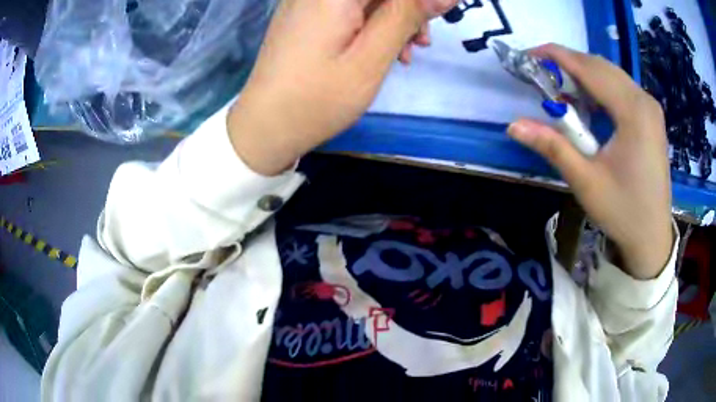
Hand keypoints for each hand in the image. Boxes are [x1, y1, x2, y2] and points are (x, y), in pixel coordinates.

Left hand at [228, 0, 455, 175]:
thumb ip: (407, 16)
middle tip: (423, 40)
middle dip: (408, 9)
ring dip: (395, 17)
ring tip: (409, 51)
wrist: (265, 126)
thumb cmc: (317, 98)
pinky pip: (350, 8)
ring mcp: (309, 1)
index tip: (440, 12)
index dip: (418, 1)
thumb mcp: (371, 57)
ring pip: (368, 0)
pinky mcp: (307, 15)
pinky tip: (383, 49)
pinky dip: (373, 23)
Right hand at [507, 44, 672, 279]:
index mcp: (633, 112)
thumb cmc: (623, 212)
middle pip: (601, 66)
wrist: (652, 237)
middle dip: (569, 65)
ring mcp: (651, 108)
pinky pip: (622, 88)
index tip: (530, 54)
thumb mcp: (586, 181)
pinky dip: (601, 89)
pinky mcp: (652, 117)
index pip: (589, 69)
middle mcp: (644, 101)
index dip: (557, 56)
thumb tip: (514, 125)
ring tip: (563, 93)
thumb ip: (553, 147)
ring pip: (612, 75)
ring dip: (585, 77)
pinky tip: (590, 106)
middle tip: (543, 77)